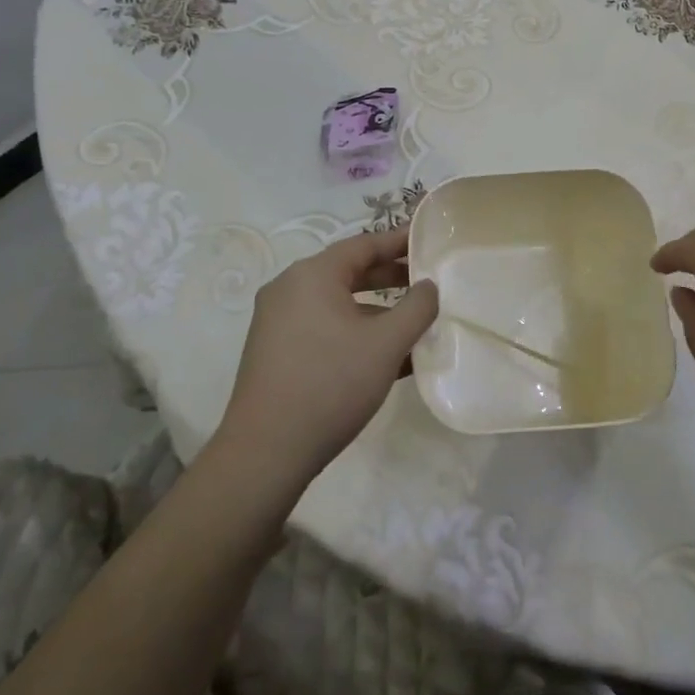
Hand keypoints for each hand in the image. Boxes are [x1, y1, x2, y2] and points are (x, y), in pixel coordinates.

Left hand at [216, 228, 437, 489]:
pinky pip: (321, 326)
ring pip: (336, 302)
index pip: (364, 244)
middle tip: (426, 282)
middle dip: (389, 277)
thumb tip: (428, 286)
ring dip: (375, 309)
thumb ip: (417, 307)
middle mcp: (289, 288)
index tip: (428, 241)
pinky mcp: (273, 350)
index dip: (399, 242)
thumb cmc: (331, 385)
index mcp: (312, 275)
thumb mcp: (386, 344)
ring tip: (411, 324)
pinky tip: (382, 357)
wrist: (266, 453)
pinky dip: (353, 331)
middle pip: (348, 271)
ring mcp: (276, 320)